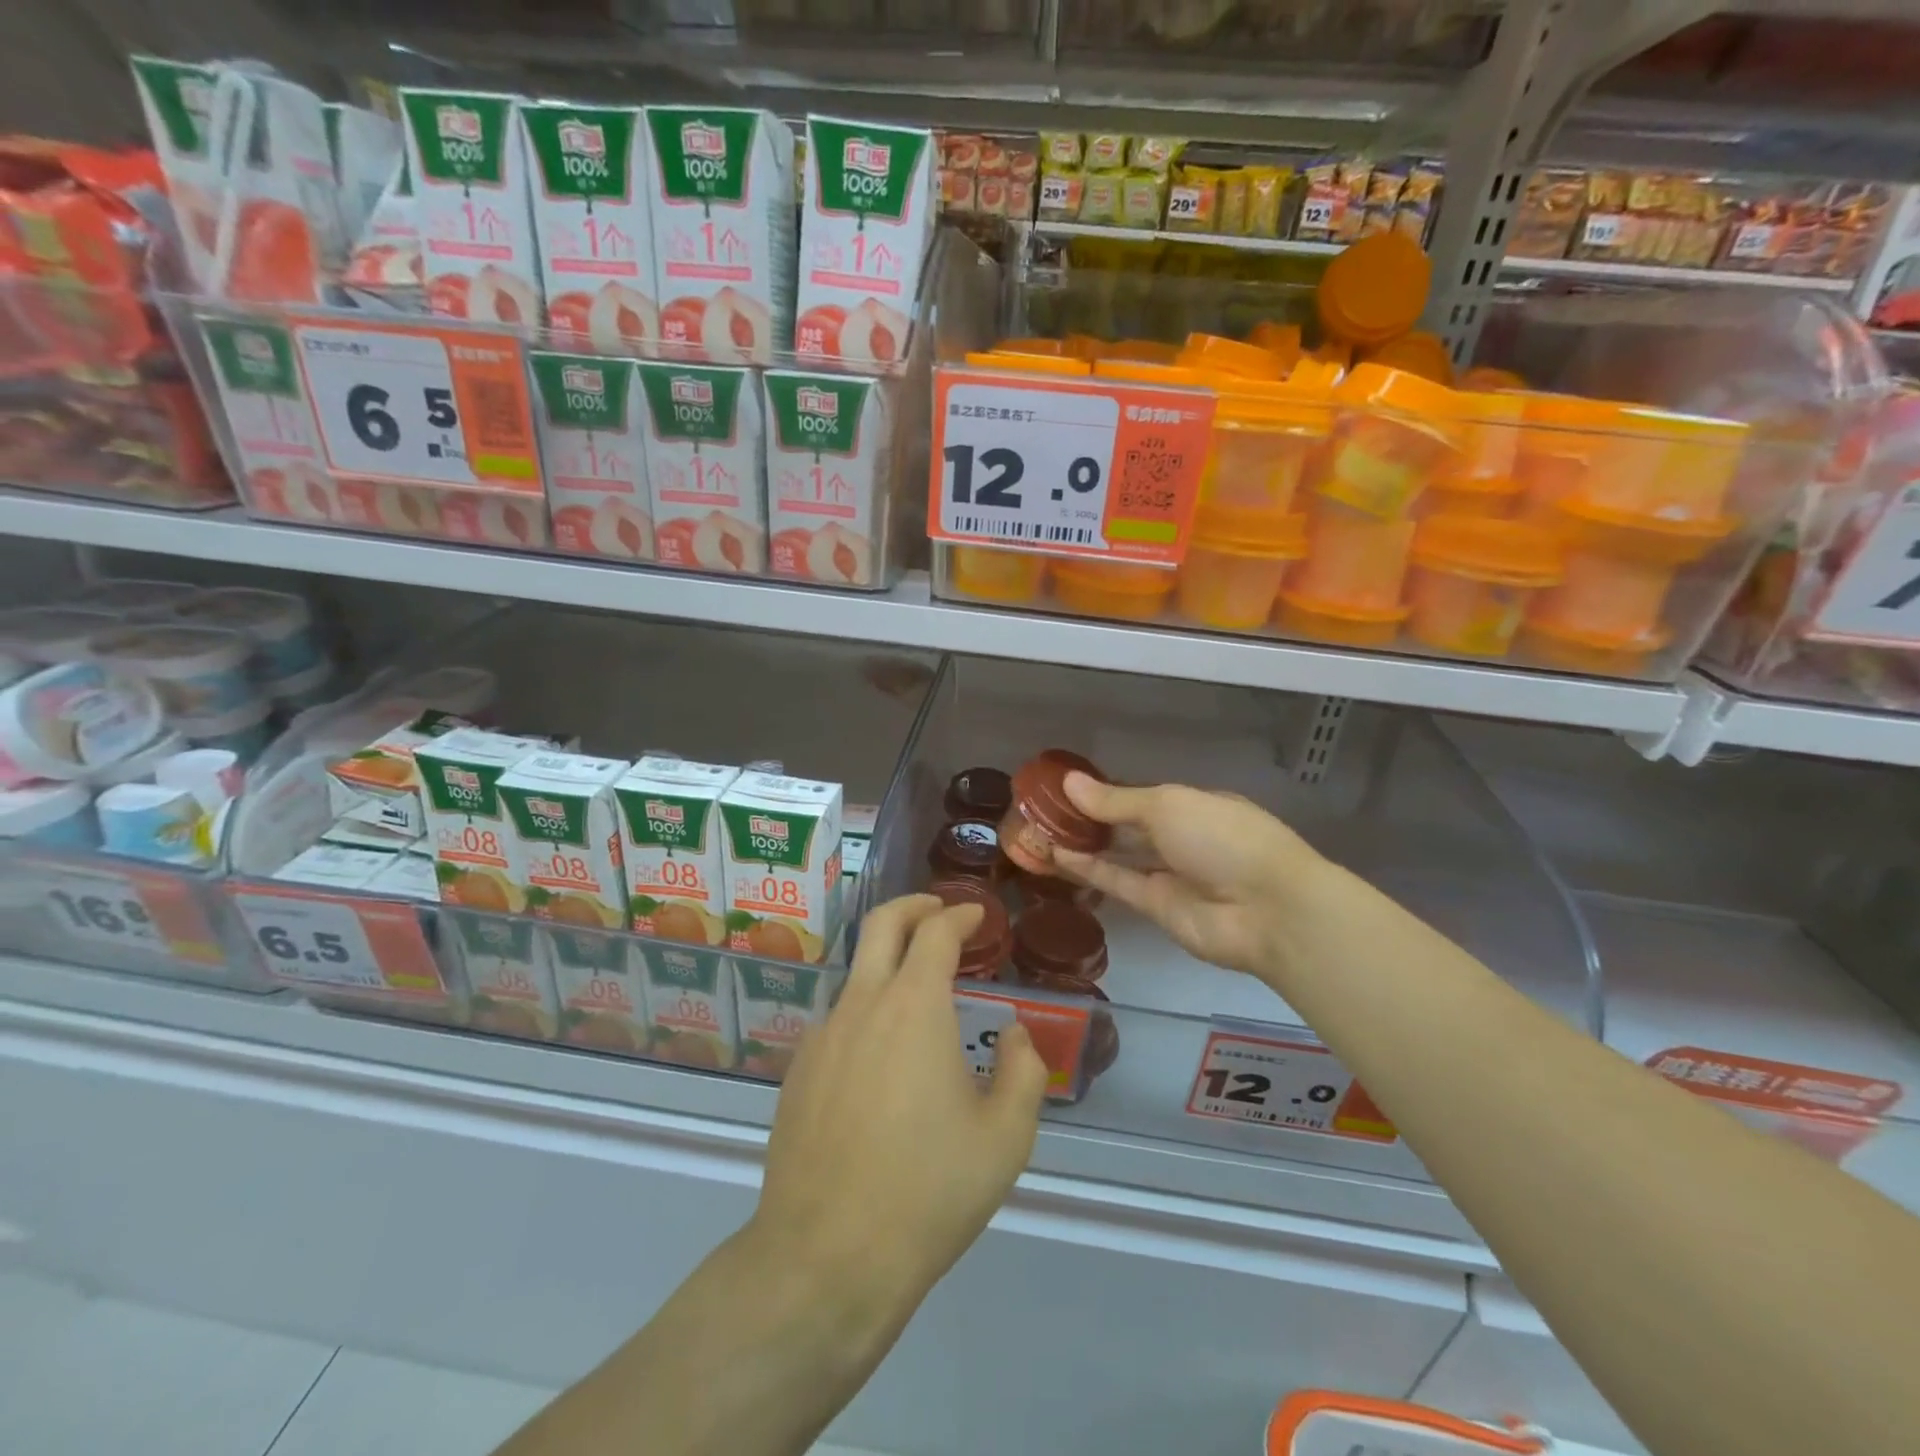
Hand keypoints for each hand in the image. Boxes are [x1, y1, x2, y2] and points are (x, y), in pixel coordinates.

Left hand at [751, 894, 1048, 1327]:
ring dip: (891, 963)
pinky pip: (839, 1020)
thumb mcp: (1005, 1137)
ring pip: (858, 973)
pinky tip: (884, 1060)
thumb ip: (1023, 1071)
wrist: (826, 1257)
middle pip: (882, 924)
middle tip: (940, 911)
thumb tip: (1015, 1037)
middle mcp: (862, 1004)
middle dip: (915, 905)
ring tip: (921, 996)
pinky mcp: (798, 1070)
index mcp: (914, 1007)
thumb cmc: (928, 1191)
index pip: (936, 932)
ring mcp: (823, 1036)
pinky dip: (868, 1011)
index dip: (960, 915)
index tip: (978, 917)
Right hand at [1052, 774, 1327, 978]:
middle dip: (1086, 818)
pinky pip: (1116, 881)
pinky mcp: (1156, 906)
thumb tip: (1069, 782)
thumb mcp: (1168, 805)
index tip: (1063, 787)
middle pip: (1125, 824)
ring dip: (1080, 843)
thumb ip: (1115, 800)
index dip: (1102, 791)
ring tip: (1037, 831)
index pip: (1139, 794)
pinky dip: (1088, 868)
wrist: (1267, 910)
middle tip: (1039, 810)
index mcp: (1192, 804)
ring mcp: (1168, 873)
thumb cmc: (1222, 838)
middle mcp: (1180, 836)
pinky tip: (1055, 854)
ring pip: (1116, 854)